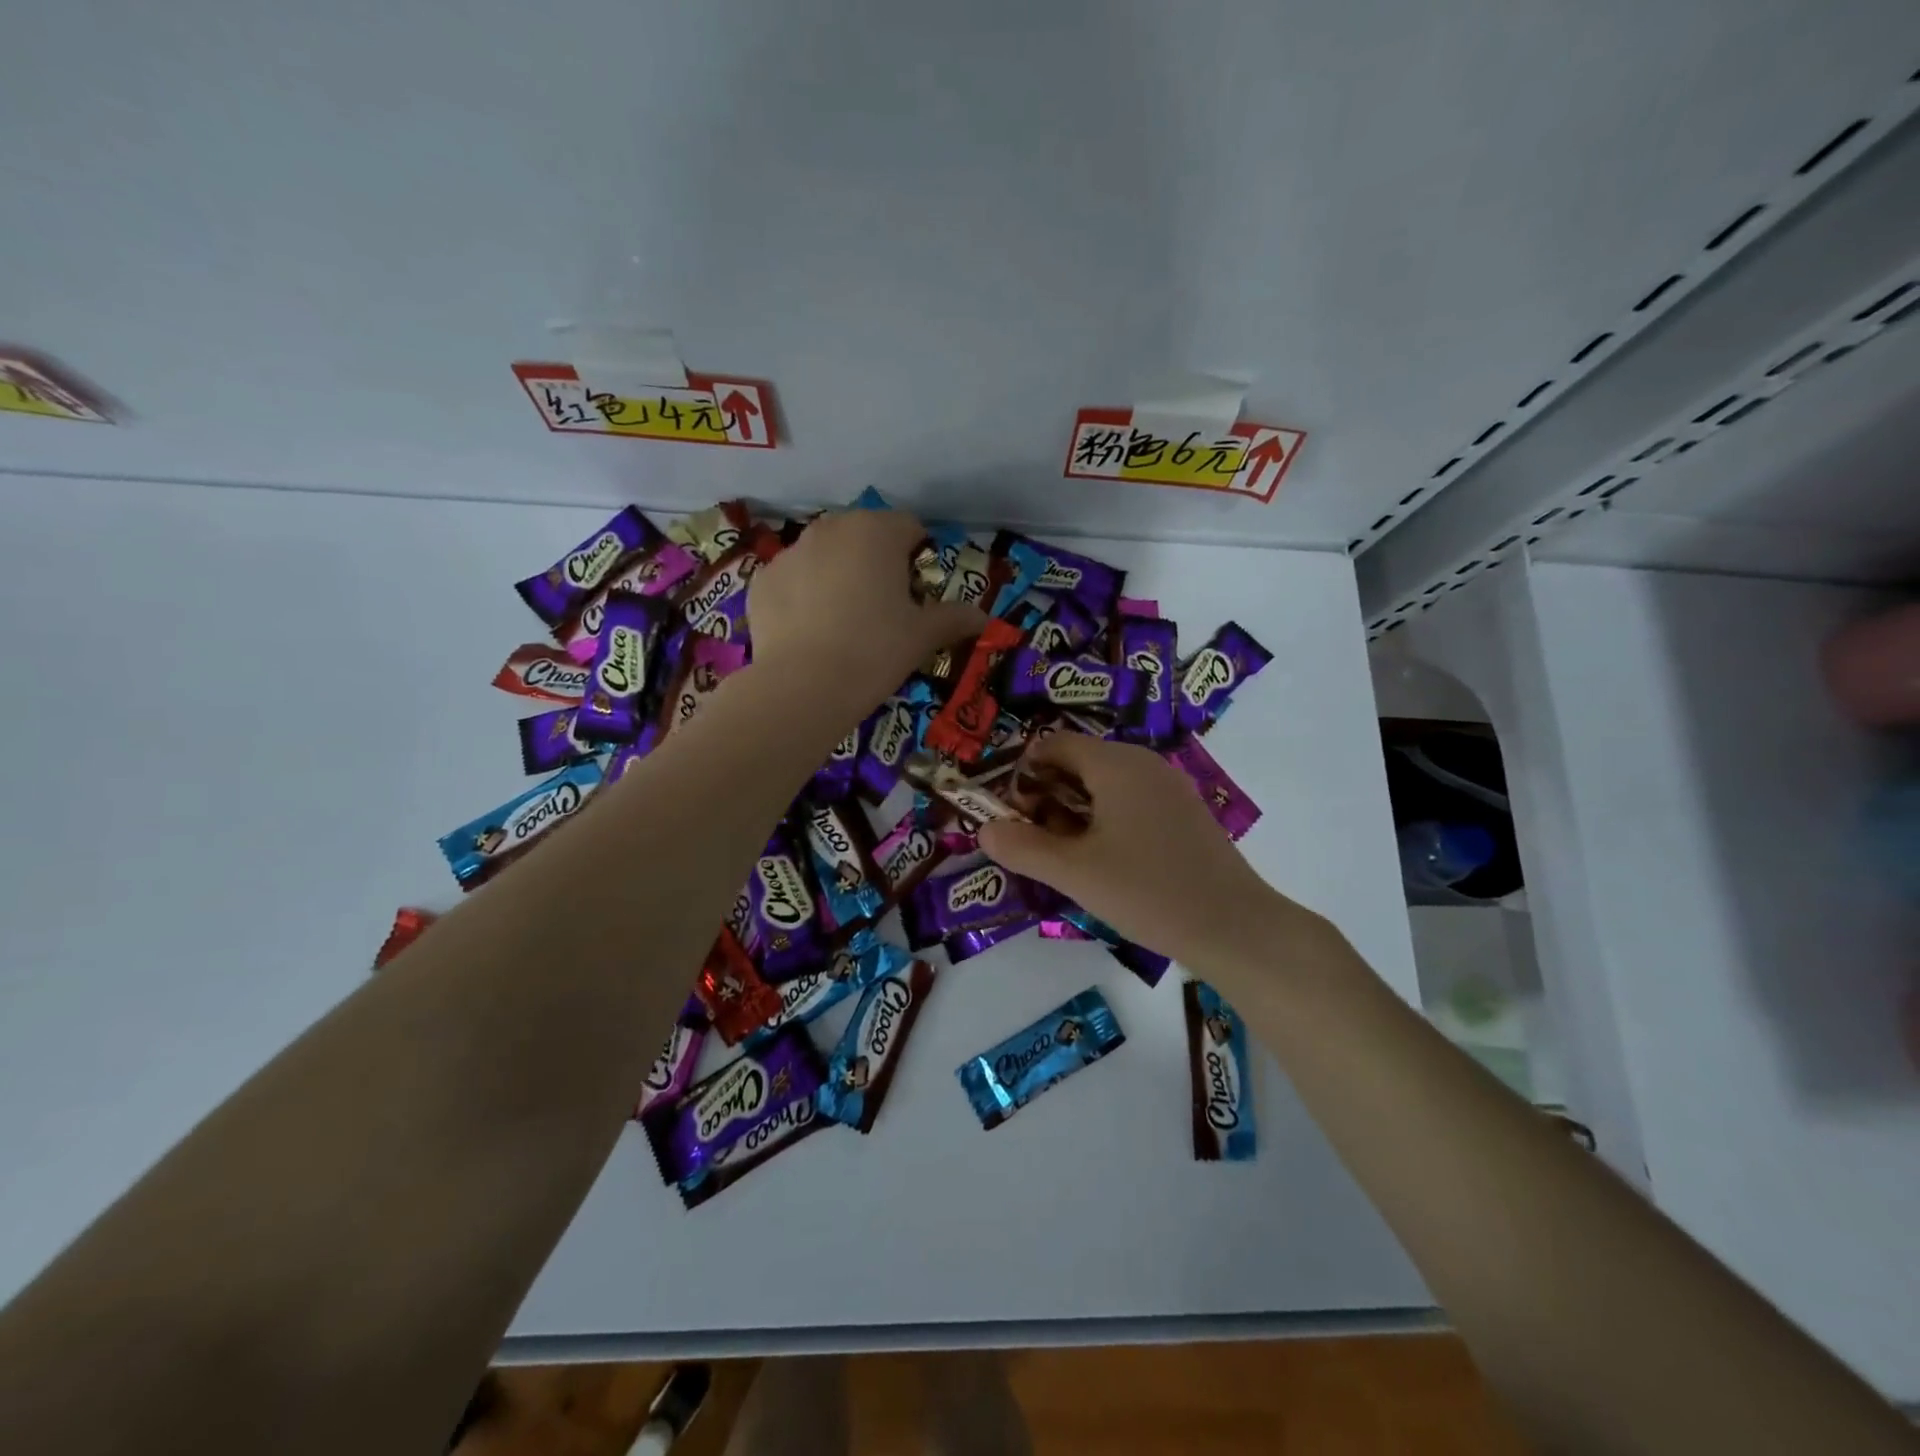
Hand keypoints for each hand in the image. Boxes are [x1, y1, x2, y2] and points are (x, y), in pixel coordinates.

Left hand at [747, 510, 983, 713]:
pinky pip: (793, 580)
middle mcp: (831, 529)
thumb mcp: (923, 636)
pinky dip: (804, 596)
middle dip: (877, 563)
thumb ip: (954, 618)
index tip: (919, 594)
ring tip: (844, 622)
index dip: (919, 558)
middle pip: (864, 536)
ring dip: (839, 575)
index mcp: (876, 531)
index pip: (909, 527)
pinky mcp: (762, 580)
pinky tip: (810, 632)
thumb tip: (983, 617)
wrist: (804, 687)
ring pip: (825, 555)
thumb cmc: (875, 651)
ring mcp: (790, 552)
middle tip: (883, 608)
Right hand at [979, 733, 1284, 968]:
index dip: (1024, 774)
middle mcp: (1143, 763)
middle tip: (1036, 841)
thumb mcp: (1074, 872)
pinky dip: (1105, 820)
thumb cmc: (1147, 892)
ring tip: (1067, 857)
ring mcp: (1169, 787)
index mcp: (1116, 763)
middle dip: (1047, 795)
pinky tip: (1106, 863)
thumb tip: (985, 829)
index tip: (1015, 816)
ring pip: (1105, 783)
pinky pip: (1131, 801)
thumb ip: (1022, 847)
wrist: (1234, 928)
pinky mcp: (1184, 813)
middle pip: (1079, 761)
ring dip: (1074, 811)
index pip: (1053, 744)